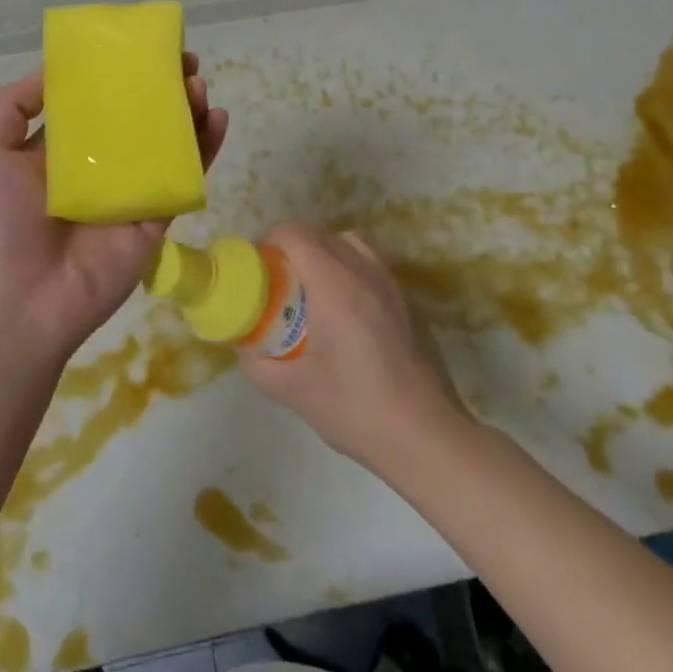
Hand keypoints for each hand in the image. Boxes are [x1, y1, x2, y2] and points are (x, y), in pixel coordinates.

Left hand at [0, 55, 228, 369]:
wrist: (21, 301)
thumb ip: (12, 106)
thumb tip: (55, 70)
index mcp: (60, 151)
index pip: (95, 103)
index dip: (116, 75)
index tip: (138, 49)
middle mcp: (99, 166)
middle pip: (138, 118)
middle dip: (160, 88)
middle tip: (182, 62)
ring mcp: (131, 191)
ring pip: (168, 143)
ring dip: (187, 111)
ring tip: (198, 85)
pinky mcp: (156, 217)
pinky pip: (185, 177)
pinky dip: (206, 148)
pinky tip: (217, 118)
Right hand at [241, 224, 467, 469]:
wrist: (427, 437)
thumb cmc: (356, 409)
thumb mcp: (294, 391)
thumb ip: (259, 363)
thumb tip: (245, 345)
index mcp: (334, 285)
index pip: (296, 234)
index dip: (270, 240)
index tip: (258, 266)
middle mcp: (365, 272)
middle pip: (321, 234)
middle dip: (293, 248)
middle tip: (278, 282)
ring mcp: (392, 285)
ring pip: (350, 244)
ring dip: (325, 254)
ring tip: (311, 292)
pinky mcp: (408, 303)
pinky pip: (371, 266)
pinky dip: (349, 271)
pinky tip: (344, 315)